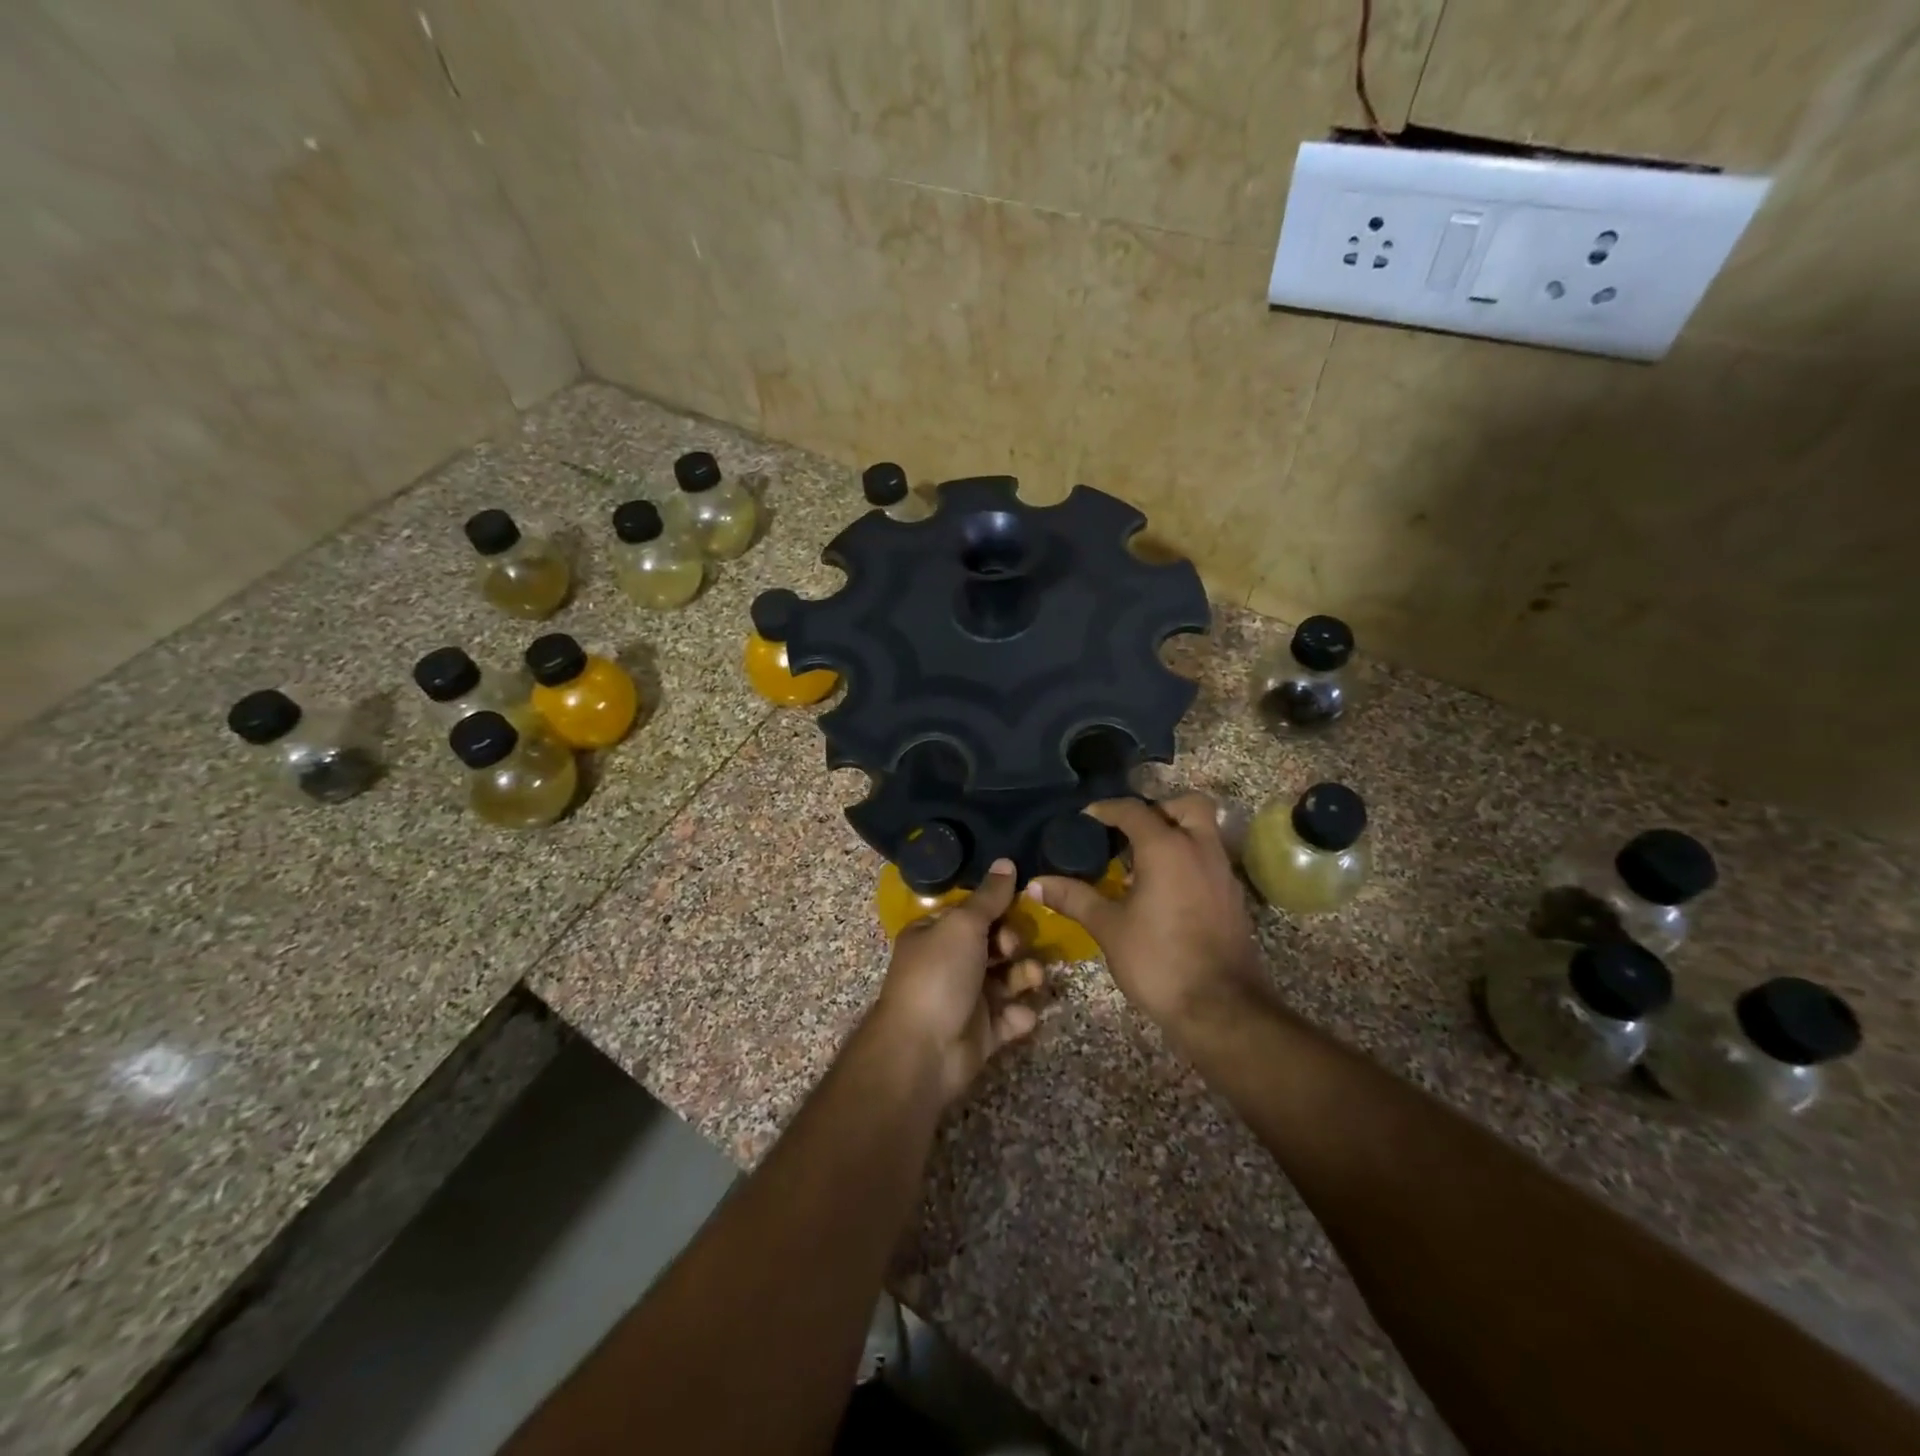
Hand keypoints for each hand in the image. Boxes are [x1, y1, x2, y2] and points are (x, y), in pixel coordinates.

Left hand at [869, 859, 1046, 1106]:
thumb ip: (989, 897)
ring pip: (1006, 980)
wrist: (923, 1050)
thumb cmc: (939, 975)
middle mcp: (949, 964)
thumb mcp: (963, 925)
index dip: (997, 909)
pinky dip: (1019, 1016)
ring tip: (1031, 979)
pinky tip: (1020, 1016)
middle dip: (1013, 944)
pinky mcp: (982, 1033)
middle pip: (993, 945)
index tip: (1021, 904)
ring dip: (1023, 976)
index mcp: (934, 934)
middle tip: (1015, 948)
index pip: (972, 913)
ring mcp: (966, 1000)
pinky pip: (1010, 1018)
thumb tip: (1006, 863)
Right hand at [1029, 795, 1268, 1029]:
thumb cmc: (1159, 961)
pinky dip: (1188, 860)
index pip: (1134, 811)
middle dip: (1159, 809)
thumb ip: (1074, 898)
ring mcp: (1223, 873)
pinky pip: (1210, 860)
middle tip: (1131, 832)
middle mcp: (1200, 849)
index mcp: (1167, 848)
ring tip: (1142, 863)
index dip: (1106, 810)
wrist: (1220, 1009)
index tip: (1084, 820)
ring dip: (1175, 834)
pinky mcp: (1233, 897)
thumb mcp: (1108, 928)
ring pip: (1203, 832)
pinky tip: (1164, 890)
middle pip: (1186, 806)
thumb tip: (1035, 883)